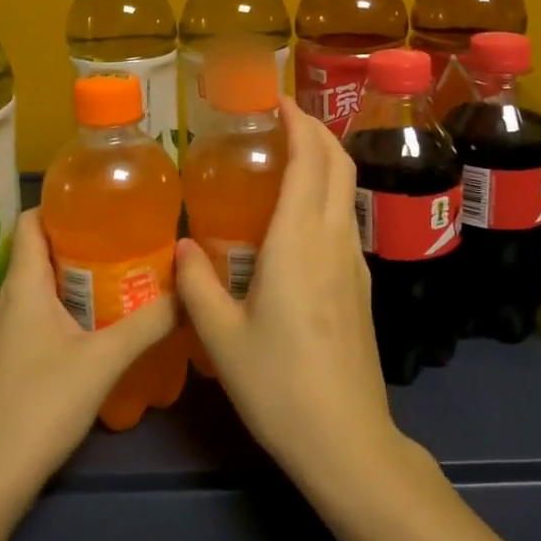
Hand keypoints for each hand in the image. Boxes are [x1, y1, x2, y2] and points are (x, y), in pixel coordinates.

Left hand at [0, 210, 177, 510]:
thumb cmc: (40, 405)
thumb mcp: (103, 360)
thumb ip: (149, 323)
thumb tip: (188, 291)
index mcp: (23, 284)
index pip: (30, 220)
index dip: (62, 204)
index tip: (105, 203)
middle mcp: (10, 298)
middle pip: (42, 250)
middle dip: (84, 239)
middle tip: (130, 238)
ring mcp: (8, 330)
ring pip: (44, 284)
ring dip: (80, 275)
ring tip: (126, 273)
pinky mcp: (12, 357)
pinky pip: (43, 312)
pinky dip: (72, 305)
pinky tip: (104, 321)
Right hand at [175, 98, 403, 491]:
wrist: (347, 441)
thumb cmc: (278, 385)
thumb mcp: (221, 336)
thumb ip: (195, 283)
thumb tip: (180, 245)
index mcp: (299, 241)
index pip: (309, 159)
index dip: (297, 120)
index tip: (274, 99)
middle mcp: (334, 239)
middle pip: (338, 162)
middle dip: (314, 128)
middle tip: (278, 118)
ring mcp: (354, 262)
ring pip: (346, 189)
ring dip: (322, 160)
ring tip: (283, 158)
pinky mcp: (361, 285)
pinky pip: (344, 218)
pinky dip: (325, 193)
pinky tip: (294, 217)